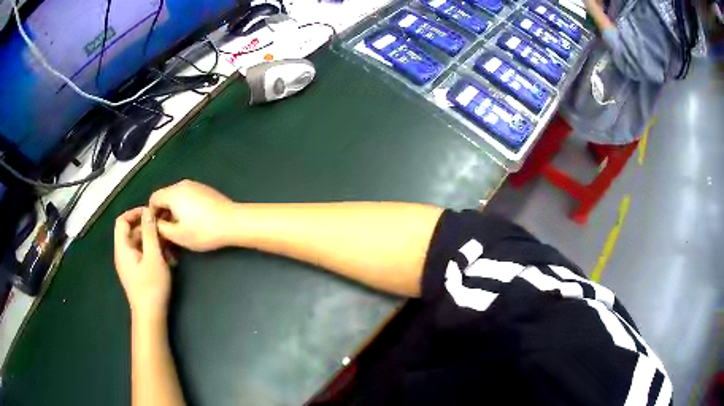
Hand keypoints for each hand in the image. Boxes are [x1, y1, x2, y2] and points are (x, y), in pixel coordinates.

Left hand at [114, 207, 171, 318]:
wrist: (150, 315)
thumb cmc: (151, 286)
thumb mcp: (153, 256)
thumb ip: (150, 232)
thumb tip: (148, 210)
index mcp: (122, 248)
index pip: (122, 220)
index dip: (134, 213)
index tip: (151, 213)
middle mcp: (123, 254)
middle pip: (131, 232)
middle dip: (148, 228)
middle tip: (165, 230)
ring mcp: (129, 264)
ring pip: (139, 244)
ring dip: (153, 241)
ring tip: (170, 247)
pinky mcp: (136, 272)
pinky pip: (142, 254)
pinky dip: (152, 252)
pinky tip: (167, 259)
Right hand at [149, 179, 234, 251]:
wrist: (232, 222)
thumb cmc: (203, 230)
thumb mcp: (177, 235)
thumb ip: (161, 228)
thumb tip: (155, 223)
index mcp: (173, 192)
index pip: (153, 198)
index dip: (152, 214)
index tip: (157, 228)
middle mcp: (183, 184)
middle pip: (165, 196)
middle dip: (163, 213)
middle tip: (167, 231)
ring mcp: (196, 185)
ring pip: (177, 197)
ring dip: (174, 211)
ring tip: (180, 228)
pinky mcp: (206, 190)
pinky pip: (188, 197)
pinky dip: (185, 207)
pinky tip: (192, 222)